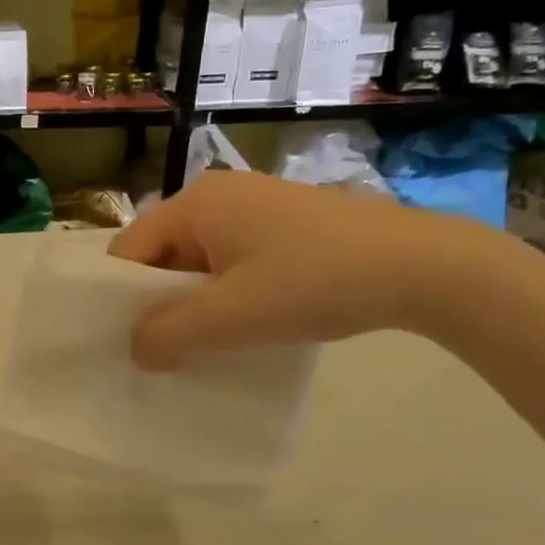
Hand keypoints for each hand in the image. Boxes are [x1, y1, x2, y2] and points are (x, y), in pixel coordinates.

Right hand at [108, 171, 488, 366]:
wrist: (424, 266)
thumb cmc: (312, 282)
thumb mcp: (229, 316)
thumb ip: (166, 335)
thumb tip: (136, 350)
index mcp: (195, 202)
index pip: (128, 250)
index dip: (120, 298)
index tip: (128, 342)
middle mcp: (219, 194)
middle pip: (162, 254)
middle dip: (159, 302)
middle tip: (166, 350)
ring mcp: (257, 205)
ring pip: (199, 260)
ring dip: (195, 302)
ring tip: (208, 342)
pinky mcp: (288, 223)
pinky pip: (233, 260)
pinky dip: (228, 293)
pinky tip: (248, 322)